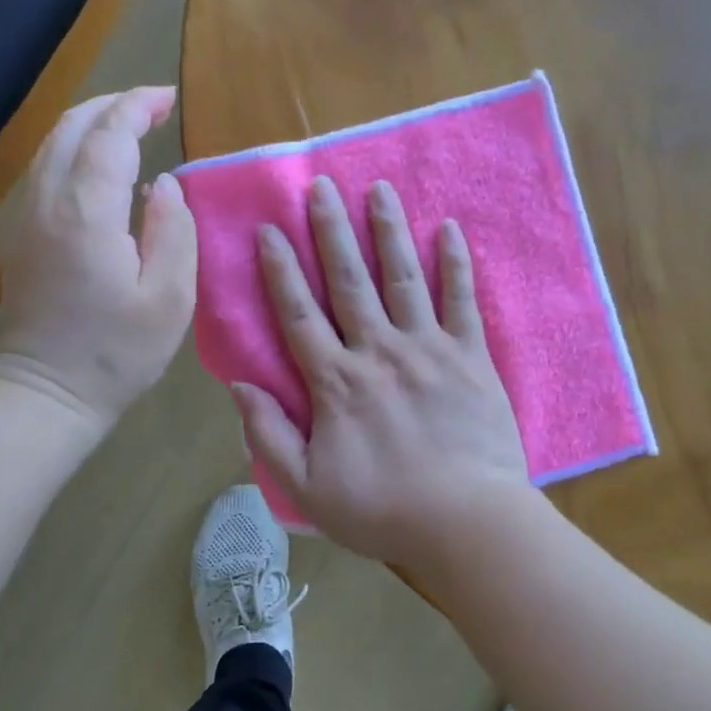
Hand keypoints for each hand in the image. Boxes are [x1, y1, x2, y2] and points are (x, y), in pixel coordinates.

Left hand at [0, 87, 196, 431]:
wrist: (46, 391)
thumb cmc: (117, 352)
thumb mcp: (169, 298)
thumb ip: (174, 232)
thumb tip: (167, 186)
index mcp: (88, 213)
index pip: (109, 136)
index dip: (138, 107)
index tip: (168, 97)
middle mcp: (49, 203)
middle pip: (70, 128)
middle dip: (112, 105)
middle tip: (153, 105)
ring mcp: (29, 218)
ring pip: (51, 146)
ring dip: (89, 124)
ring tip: (130, 125)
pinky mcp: (24, 235)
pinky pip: (46, 170)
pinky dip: (75, 150)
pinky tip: (102, 167)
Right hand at [232, 176, 530, 564]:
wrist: (466, 524)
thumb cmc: (382, 511)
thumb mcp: (306, 488)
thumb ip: (268, 435)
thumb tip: (239, 386)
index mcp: (336, 382)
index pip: (299, 313)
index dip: (281, 270)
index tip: (270, 229)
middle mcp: (378, 351)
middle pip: (349, 280)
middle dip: (332, 230)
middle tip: (321, 186)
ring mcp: (428, 349)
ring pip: (402, 277)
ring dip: (388, 231)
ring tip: (379, 189)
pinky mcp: (471, 357)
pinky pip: (462, 301)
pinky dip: (456, 264)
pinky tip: (449, 229)